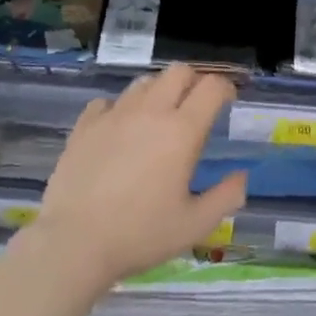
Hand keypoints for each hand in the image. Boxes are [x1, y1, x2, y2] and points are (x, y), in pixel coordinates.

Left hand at [28, 63, 245, 292]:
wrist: (73, 242)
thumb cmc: (140, 235)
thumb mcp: (195, 225)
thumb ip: (226, 196)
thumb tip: (242, 176)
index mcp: (181, 132)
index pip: (211, 87)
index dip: (225, 88)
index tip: (227, 102)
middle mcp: (149, 112)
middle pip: (178, 72)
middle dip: (193, 82)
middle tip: (195, 107)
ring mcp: (113, 115)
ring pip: (143, 83)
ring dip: (158, 93)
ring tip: (158, 119)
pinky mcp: (84, 126)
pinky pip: (107, 102)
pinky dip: (120, 109)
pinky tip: (119, 131)